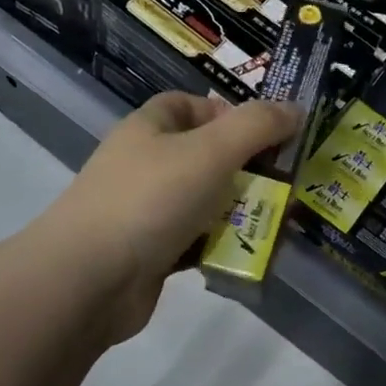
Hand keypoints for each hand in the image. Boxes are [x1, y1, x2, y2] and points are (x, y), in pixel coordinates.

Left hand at [40, 93, 299, 339]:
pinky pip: (196, 241)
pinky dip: (221, 246)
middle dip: (247, 169)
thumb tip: (296, 109)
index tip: (268, 135)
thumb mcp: (212, 151)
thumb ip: (257, 126)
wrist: (89, 280)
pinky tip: (249, 255)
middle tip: (287, 185)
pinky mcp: (151, 252)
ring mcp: (146, 210)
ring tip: (278, 224)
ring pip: (205, 202)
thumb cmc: (151, 200)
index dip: (231, 113)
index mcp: (150, 128)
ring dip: (240, 211)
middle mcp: (146, 164)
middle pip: (206, 156)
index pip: (192, 105)